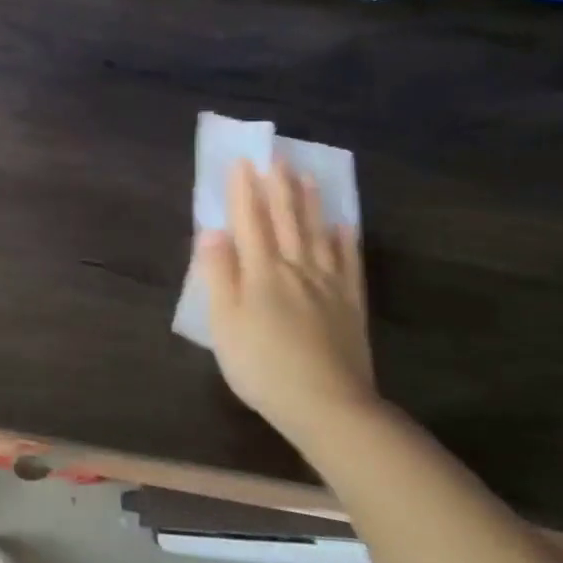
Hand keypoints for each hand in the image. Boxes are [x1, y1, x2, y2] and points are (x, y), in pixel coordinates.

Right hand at [196, 158, 379, 444]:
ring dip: (310, 203)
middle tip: (276, 156)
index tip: (241, 162)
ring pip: (318, 234)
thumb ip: (218, 274)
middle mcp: (295, 269)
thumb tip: (212, 231)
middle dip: (278, 187)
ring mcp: (328, 285)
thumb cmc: (262, 366)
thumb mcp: (224, 323)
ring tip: (306, 176)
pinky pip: (349, 263)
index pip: (249, 222)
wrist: (327, 406)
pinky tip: (344, 225)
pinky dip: (345, 240)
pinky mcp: (350, 305)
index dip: (243, 191)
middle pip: (286, 220)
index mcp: (261, 273)